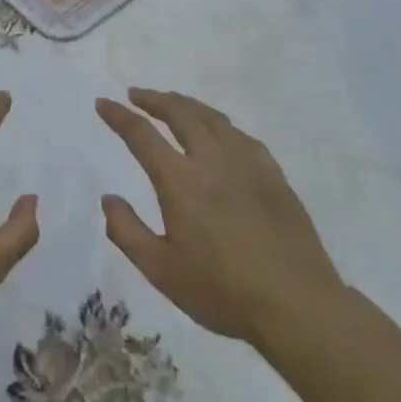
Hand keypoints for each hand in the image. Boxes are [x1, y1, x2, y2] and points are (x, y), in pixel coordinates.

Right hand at [97, 89, 344, 347]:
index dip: (119, 116)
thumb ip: (127, 231)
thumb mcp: (161, 271)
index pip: (142, 135)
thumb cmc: (222, 292)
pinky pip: (242, 136)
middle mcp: (213, 161)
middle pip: (181, 113)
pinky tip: (220, 133)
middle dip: (154, 99)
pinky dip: (220, 125)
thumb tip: (109, 198)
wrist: (297, 306)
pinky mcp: (274, 176)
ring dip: (187, 105)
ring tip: (173, 104)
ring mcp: (248, 165)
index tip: (103, 103)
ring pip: (213, 118)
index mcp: (180, 181)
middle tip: (136, 95)